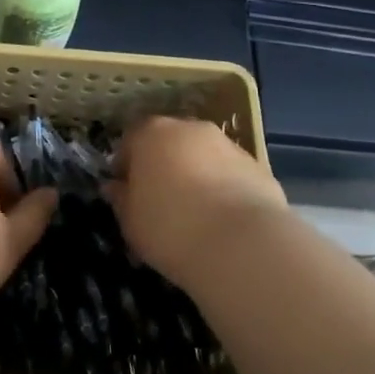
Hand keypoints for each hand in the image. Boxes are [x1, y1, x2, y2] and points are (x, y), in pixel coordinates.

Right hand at [105, 116, 286, 287]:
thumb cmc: (170, 227)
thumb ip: (121, 199)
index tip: (126, 194)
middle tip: (160, 203)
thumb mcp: (130, 221)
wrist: (242, 244)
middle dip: (163, 167)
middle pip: (168, 143)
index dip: (125, 168)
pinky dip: (224, 189)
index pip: (130, 141)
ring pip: (202, 157)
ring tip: (195, 215)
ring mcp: (227, 145)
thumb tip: (116, 188)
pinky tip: (223, 221)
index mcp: (151, 133)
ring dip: (196, 175)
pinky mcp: (259, 166)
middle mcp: (189, 128)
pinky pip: (230, 175)